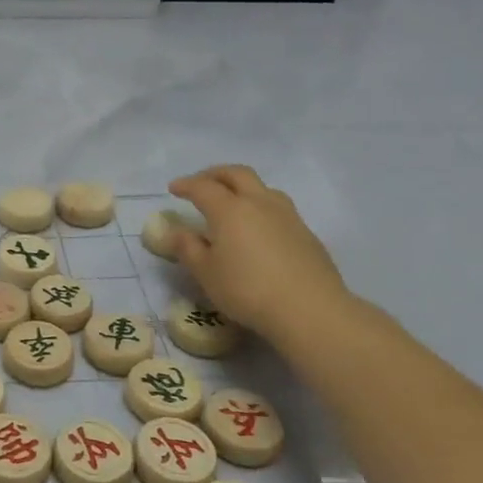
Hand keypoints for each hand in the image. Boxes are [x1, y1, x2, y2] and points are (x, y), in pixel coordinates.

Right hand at [168, 165, 350, 339]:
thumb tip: (176, 232)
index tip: (173, 188)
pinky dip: (260, 207)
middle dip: (215, 174)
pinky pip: (278, 207)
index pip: (203, 187)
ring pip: (262, 187)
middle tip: (201, 183)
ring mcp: (287, 215)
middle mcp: (259, 203)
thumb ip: (188, 248)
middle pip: (237, 174)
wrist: (309, 309)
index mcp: (229, 210)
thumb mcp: (206, 273)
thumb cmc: (247, 290)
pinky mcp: (306, 232)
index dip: (186, 185)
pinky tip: (258, 228)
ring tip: (233, 202)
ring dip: (242, 187)